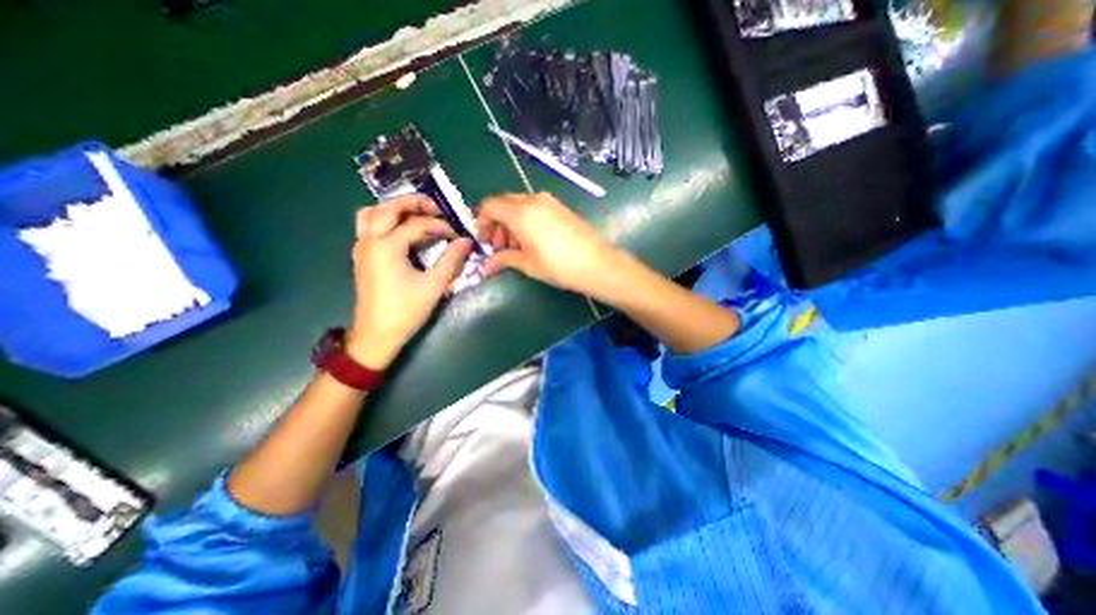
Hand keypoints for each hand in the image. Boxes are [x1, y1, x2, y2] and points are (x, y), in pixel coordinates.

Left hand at [349, 196, 472, 367]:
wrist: (376, 334)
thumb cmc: (406, 311)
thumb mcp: (434, 286)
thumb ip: (451, 261)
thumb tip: (466, 241)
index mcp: (387, 246)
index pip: (417, 224)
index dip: (440, 226)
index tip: (456, 234)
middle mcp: (370, 241)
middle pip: (388, 207)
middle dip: (413, 202)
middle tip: (435, 207)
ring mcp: (361, 247)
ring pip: (371, 213)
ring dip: (393, 208)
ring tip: (415, 213)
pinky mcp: (361, 256)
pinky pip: (367, 226)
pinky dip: (383, 219)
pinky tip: (400, 231)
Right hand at [477, 190, 619, 297]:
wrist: (596, 263)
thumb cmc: (558, 266)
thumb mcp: (527, 264)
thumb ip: (504, 259)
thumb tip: (487, 266)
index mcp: (520, 213)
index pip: (490, 205)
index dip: (482, 221)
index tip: (484, 239)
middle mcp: (533, 200)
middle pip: (504, 203)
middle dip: (497, 223)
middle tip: (499, 246)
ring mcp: (549, 201)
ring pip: (519, 205)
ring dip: (511, 222)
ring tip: (516, 246)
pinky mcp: (560, 207)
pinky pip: (535, 207)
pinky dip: (526, 219)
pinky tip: (532, 240)